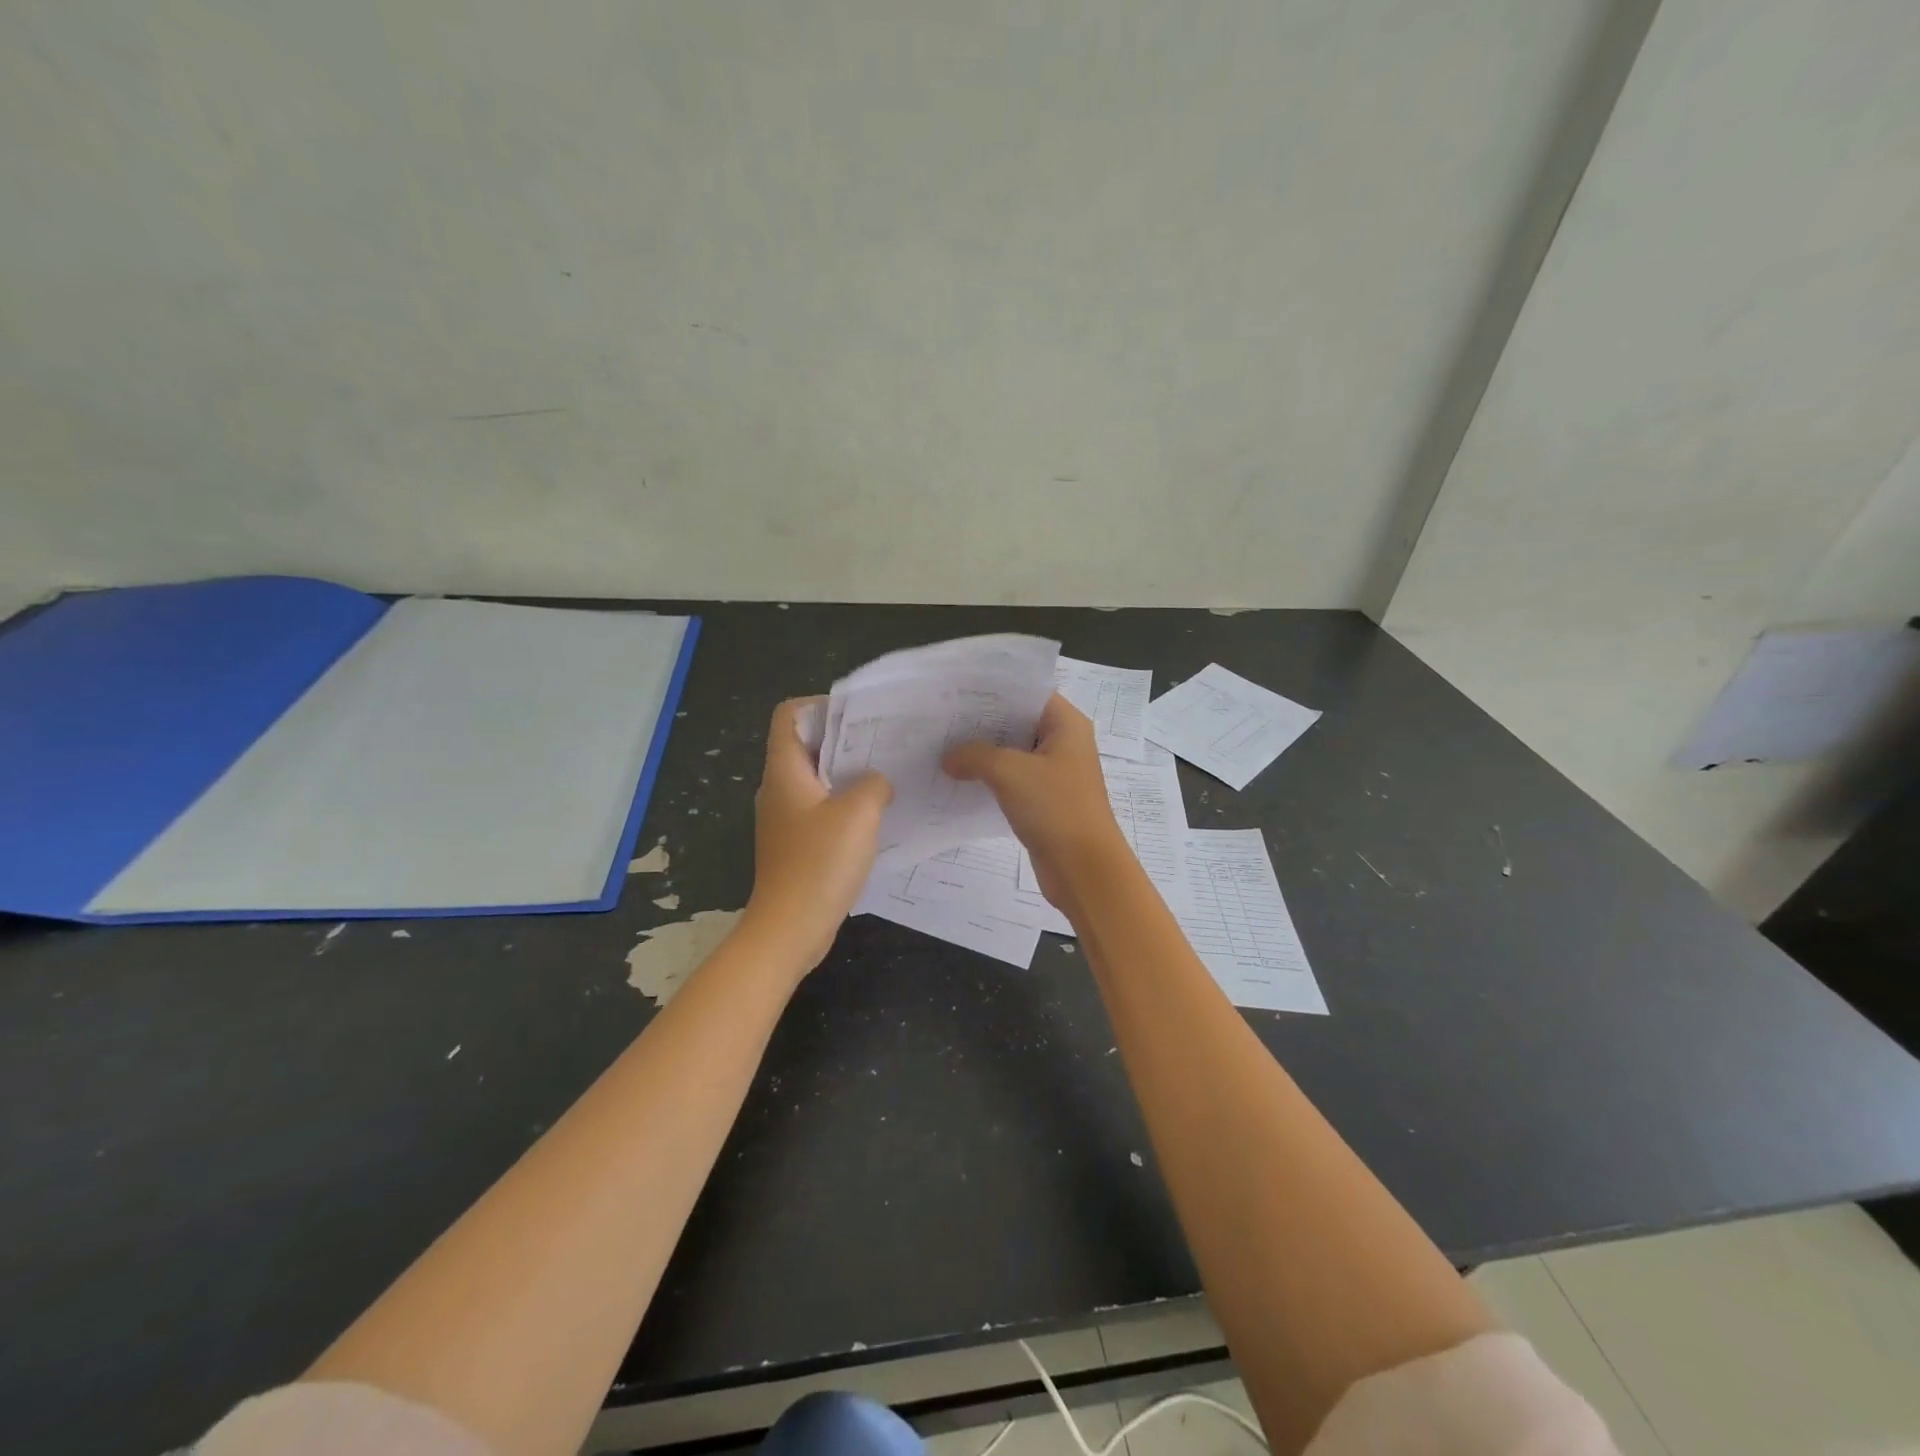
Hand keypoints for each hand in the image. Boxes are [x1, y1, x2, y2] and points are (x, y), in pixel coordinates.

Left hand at [742, 698, 893, 972]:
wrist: (788, 930)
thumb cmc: (819, 864)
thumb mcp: (858, 814)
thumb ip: (873, 784)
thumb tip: (876, 782)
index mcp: (784, 771)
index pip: (790, 715)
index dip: (822, 706)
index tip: (860, 718)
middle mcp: (779, 789)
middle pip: (808, 745)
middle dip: (846, 740)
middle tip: (886, 744)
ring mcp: (786, 819)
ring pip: (818, 780)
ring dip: (850, 775)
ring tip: (888, 777)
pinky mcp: (797, 844)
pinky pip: (822, 810)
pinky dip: (846, 806)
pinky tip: (877, 818)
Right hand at [943, 694, 1128, 919]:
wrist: (1083, 869)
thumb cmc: (1055, 808)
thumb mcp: (1009, 772)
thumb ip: (974, 755)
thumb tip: (948, 758)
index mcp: (1066, 724)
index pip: (1027, 693)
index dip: (994, 691)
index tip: (957, 692)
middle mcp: (1064, 743)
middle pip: (1018, 722)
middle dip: (982, 722)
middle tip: (941, 718)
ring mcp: (1055, 773)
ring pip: (1013, 752)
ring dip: (983, 752)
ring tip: (942, 745)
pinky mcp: (1045, 800)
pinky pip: (1013, 779)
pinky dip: (990, 777)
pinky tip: (958, 778)